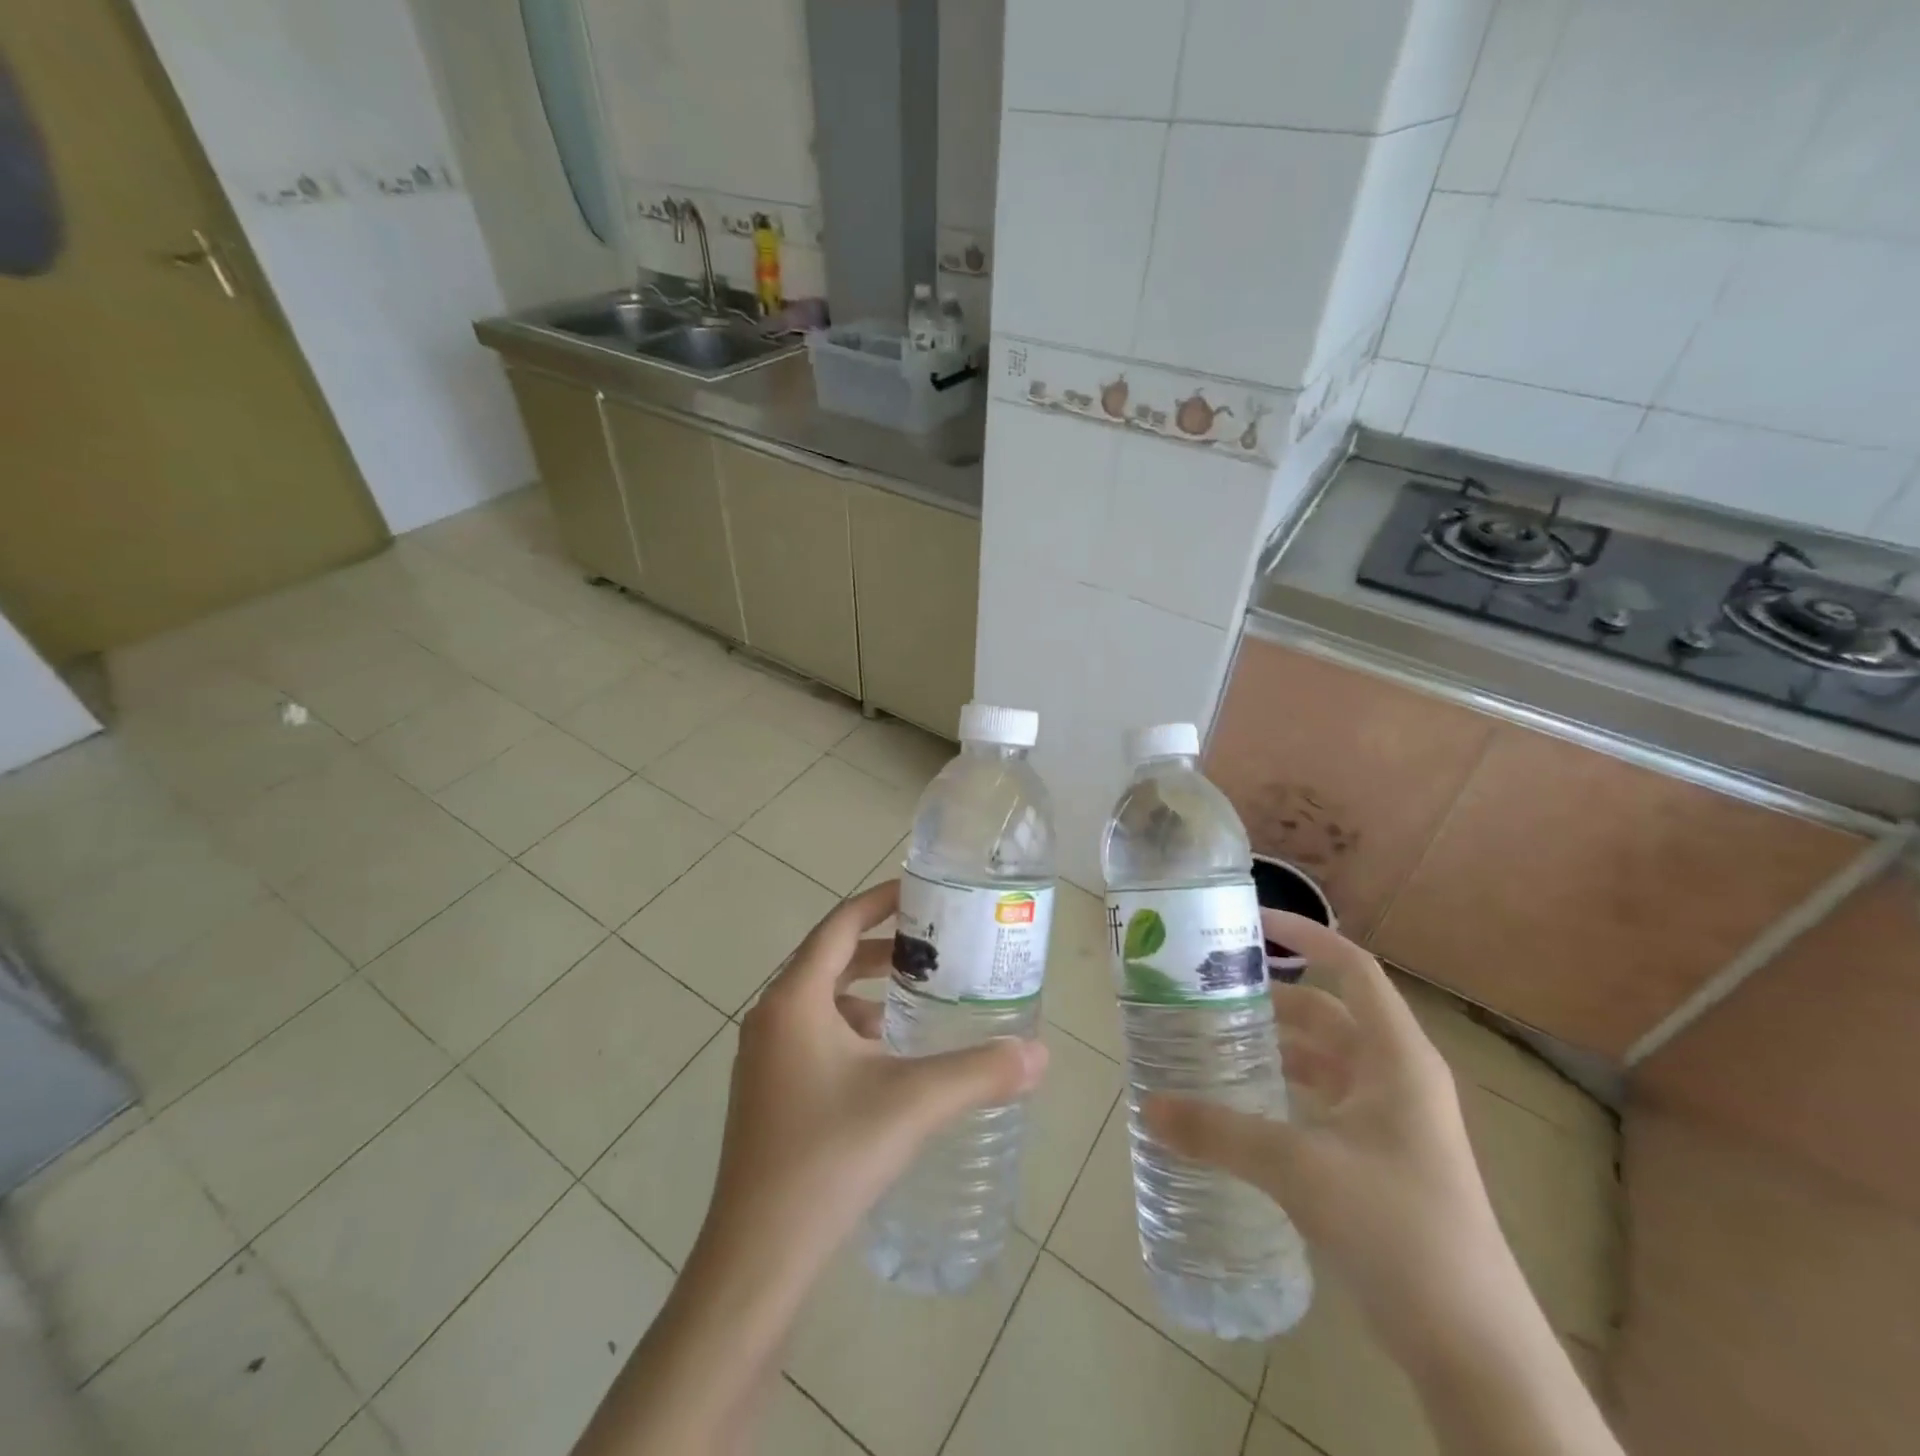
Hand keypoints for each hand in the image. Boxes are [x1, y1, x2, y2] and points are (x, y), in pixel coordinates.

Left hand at [699, 878, 1048, 1293]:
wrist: (756, 1258)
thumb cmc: (829, 1159)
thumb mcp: (912, 1104)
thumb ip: (979, 1072)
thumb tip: (1040, 1053)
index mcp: (794, 1000)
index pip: (840, 925)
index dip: (880, 901)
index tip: (922, 892)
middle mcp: (771, 1017)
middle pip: (831, 959)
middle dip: (882, 947)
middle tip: (934, 948)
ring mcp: (763, 1057)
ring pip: (821, 1001)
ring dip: (867, 991)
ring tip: (919, 1000)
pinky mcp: (767, 1092)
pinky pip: (813, 1035)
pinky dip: (852, 1029)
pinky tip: (888, 1060)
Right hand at [1142, 911, 1510, 1354]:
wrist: (1474, 1346)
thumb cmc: (1398, 1229)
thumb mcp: (1299, 1170)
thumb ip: (1219, 1133)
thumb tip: (1148, 1107)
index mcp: (1395, 1057)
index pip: (1351, 968)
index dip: (1305, 935)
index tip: (1250, 923)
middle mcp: (1397, 1076)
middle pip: (1328, 1013)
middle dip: (1271, 998)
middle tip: (1209, 990)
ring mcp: (1392, 1120)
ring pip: (1325, 1060)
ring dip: (1275, 1046)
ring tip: (1213, 1039)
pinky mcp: (1380, 1158)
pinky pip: (1324, 1100)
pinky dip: (1285, 1089)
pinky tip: (1243, 1104)